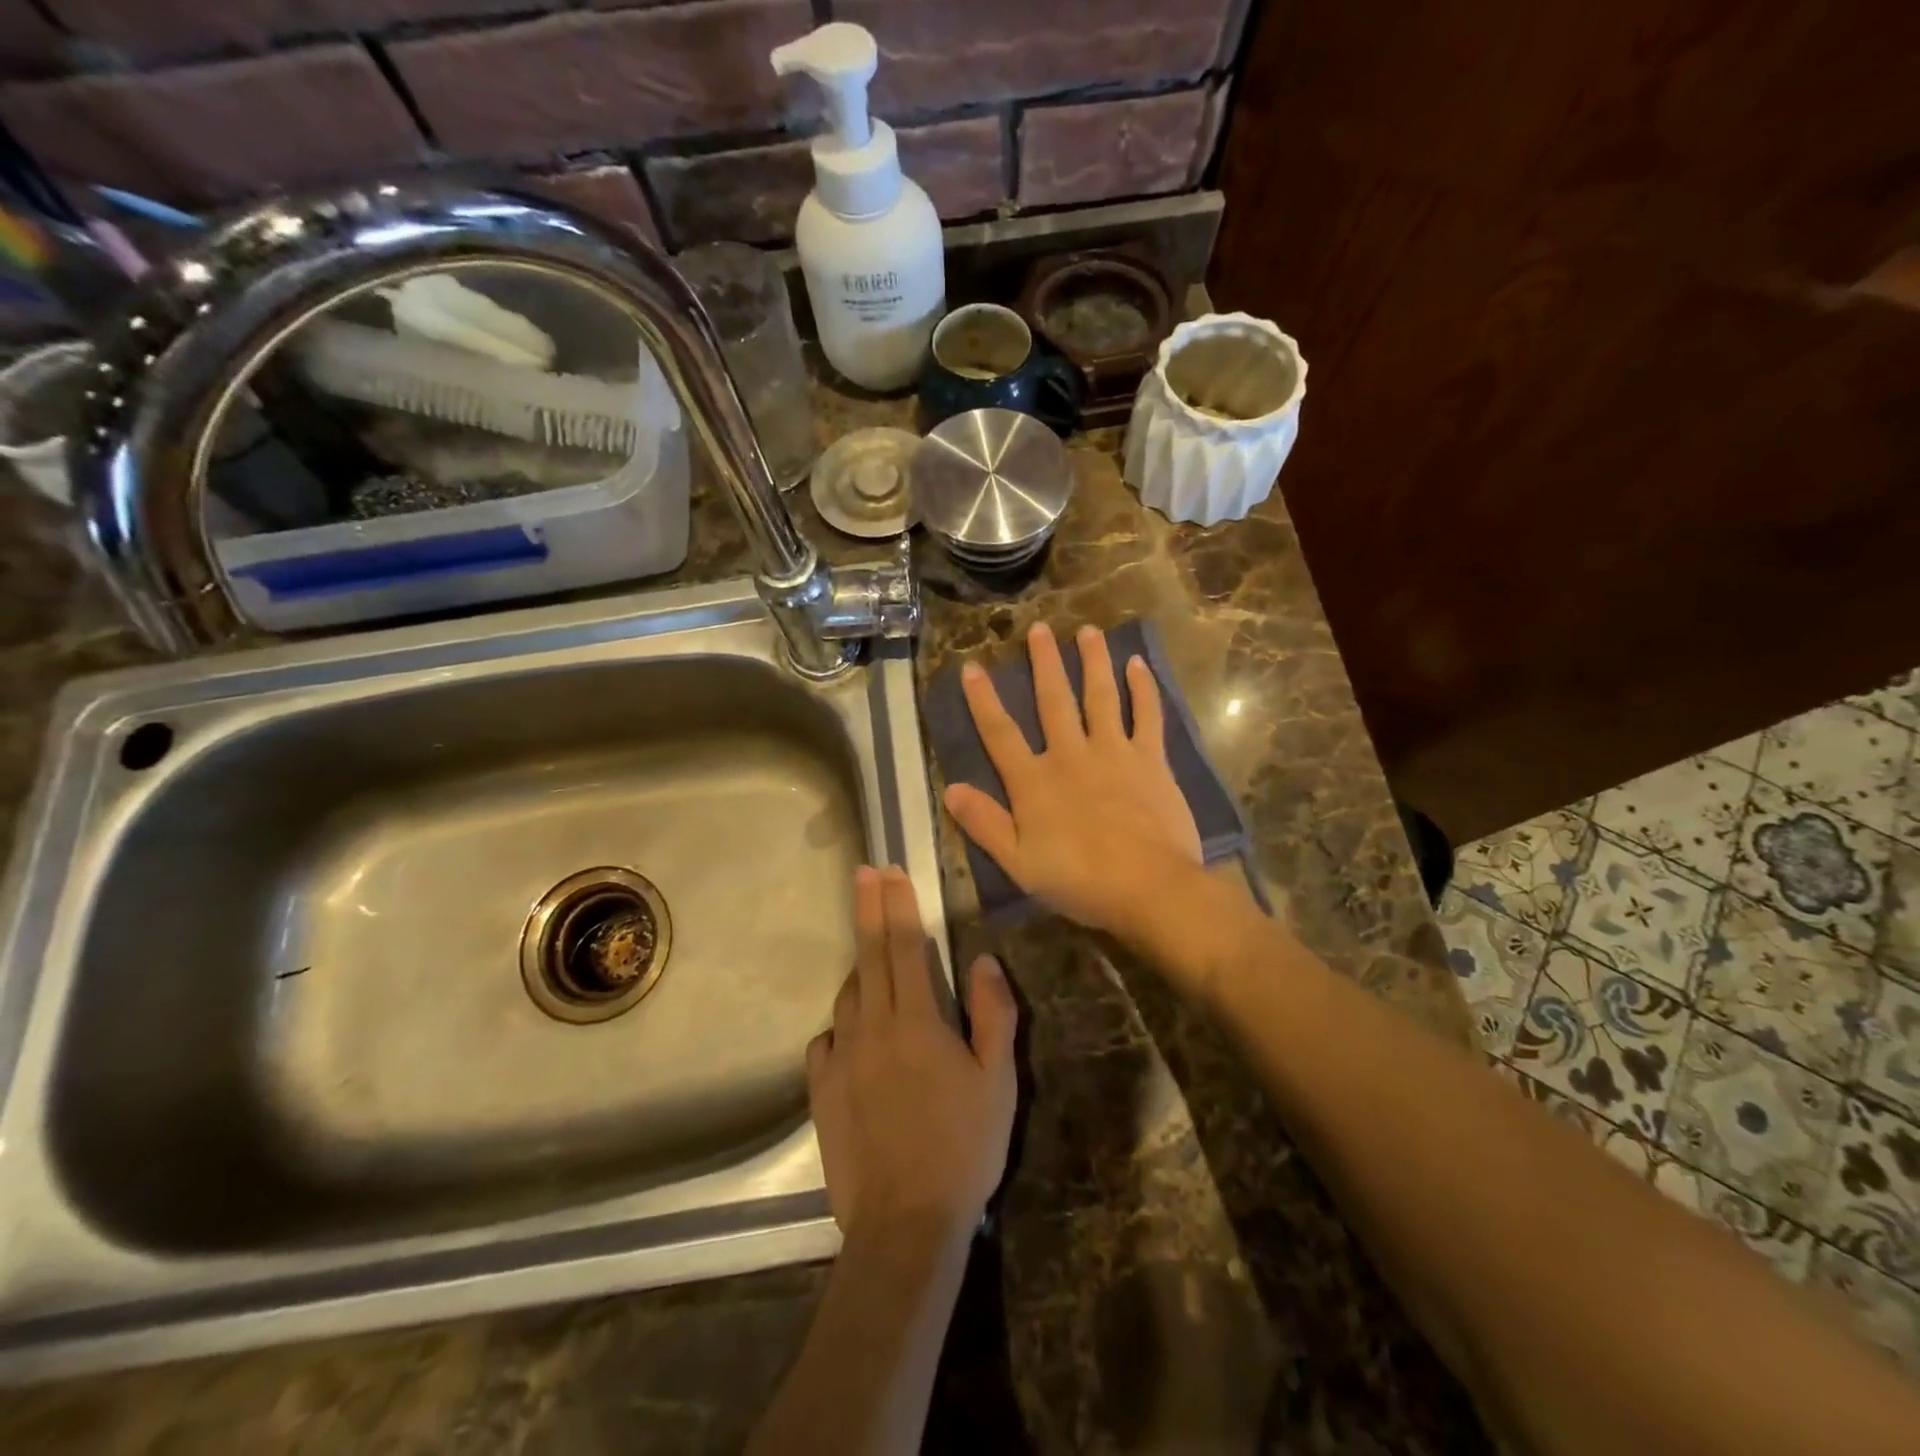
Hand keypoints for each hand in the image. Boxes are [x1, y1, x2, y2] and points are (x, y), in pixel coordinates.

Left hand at [807, 866, 1018, 1242]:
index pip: (904, 946)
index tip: (888, 870)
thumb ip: (994, 1014)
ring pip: (847, 997)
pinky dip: (841, 1026)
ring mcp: (841, 1058)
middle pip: (869, 956)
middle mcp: (872, 1027)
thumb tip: (984, 960)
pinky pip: (826, 1041)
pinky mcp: (821, 1091)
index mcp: (917, 1020)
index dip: (897, 905)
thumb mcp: (998, 1080)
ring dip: (860, 970)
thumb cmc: (964, 1147)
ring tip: (873, 962)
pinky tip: (852, 1036)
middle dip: (868, 908)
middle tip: (863, 873)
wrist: (906, 1221)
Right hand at [942, 623, 1202, 938]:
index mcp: (1035, 782)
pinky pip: (1147, 716)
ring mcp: (1114, 753)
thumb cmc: (1079, 881)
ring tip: (1088, 631)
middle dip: (1044, 663)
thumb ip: (985, 824)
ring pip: (1100, 697)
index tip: (972, 667)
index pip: (1000, 733)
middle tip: (1039, 628)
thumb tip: (951, 789)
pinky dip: (1143, 689)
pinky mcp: (1151, 760)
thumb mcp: (1018, 863)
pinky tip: (1139, 664)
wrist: (1148, 888)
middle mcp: (1071, 755)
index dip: (983, 700)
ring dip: (1093, 662)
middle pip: (1053, 701)